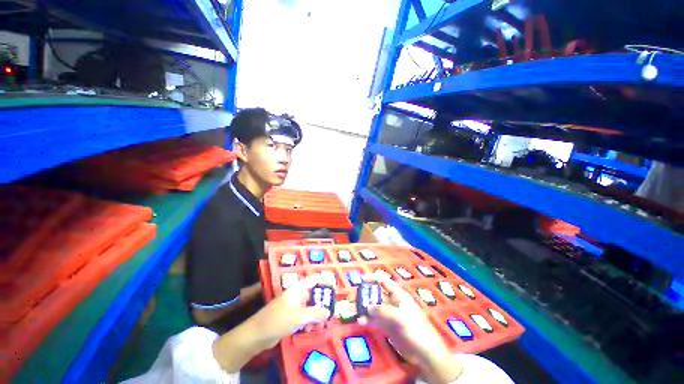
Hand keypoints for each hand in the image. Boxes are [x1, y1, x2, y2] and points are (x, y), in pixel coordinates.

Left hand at [213, 273, 334, 372]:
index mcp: (299, 288)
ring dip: (316, 314)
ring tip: (322, 324)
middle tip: (331, 310)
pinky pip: (304, 315)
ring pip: (310, 306)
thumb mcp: (299, 316)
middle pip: (314, 293)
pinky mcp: (291, 316)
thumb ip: (315, 313)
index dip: (325, 280)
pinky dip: (309, 320)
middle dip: (323, 302)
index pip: (314, 279)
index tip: (335, 285)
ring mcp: (294, 305)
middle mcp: (297, 294)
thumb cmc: (279, 319)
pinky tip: (311, 329)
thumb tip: (328, 311)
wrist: (257, 334)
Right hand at [358, 273, 462, 383]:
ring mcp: (389, 315)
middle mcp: (392, 302)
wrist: (425, 353)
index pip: (384, 281)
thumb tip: (367, 307)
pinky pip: (374, 320)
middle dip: (363, 294)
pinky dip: (366, 319)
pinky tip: (360, 321)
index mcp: (398, 295)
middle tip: (351, 297)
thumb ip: (383, 310)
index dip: (372, 278)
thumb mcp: (400, 317)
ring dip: (362, 307)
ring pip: (373, 307)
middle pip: (375, 294)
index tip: (360, 279)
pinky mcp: (387, 326)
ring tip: (351, 310)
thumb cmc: (416, 329)